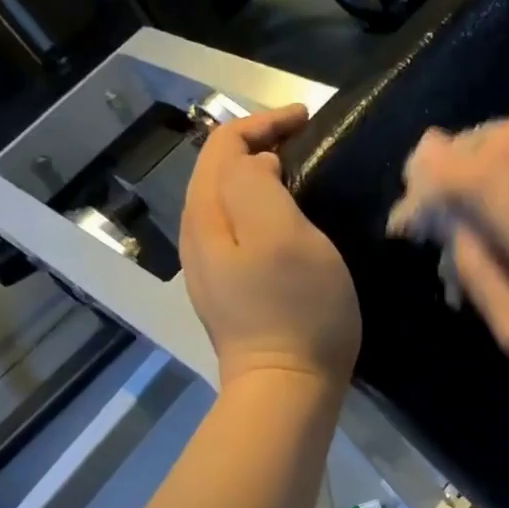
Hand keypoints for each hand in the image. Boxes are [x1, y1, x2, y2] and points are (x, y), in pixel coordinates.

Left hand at [181, 104, 360, 389]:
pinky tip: (290, 222)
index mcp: (207, 215)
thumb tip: (258, 166)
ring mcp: (212, 269)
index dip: (263, 122)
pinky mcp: (232, 292)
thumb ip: (258, 185)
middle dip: (259, 145)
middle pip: (219, 171)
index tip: (309, 119)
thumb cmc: (295, 310)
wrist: (287, 388)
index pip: (223, 145)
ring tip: (301, 174)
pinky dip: (263, 210)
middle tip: (307, 143)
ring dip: (261, 177)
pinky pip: (240, 232)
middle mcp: (199, 237)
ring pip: (229, 202)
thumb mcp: (281, 235)